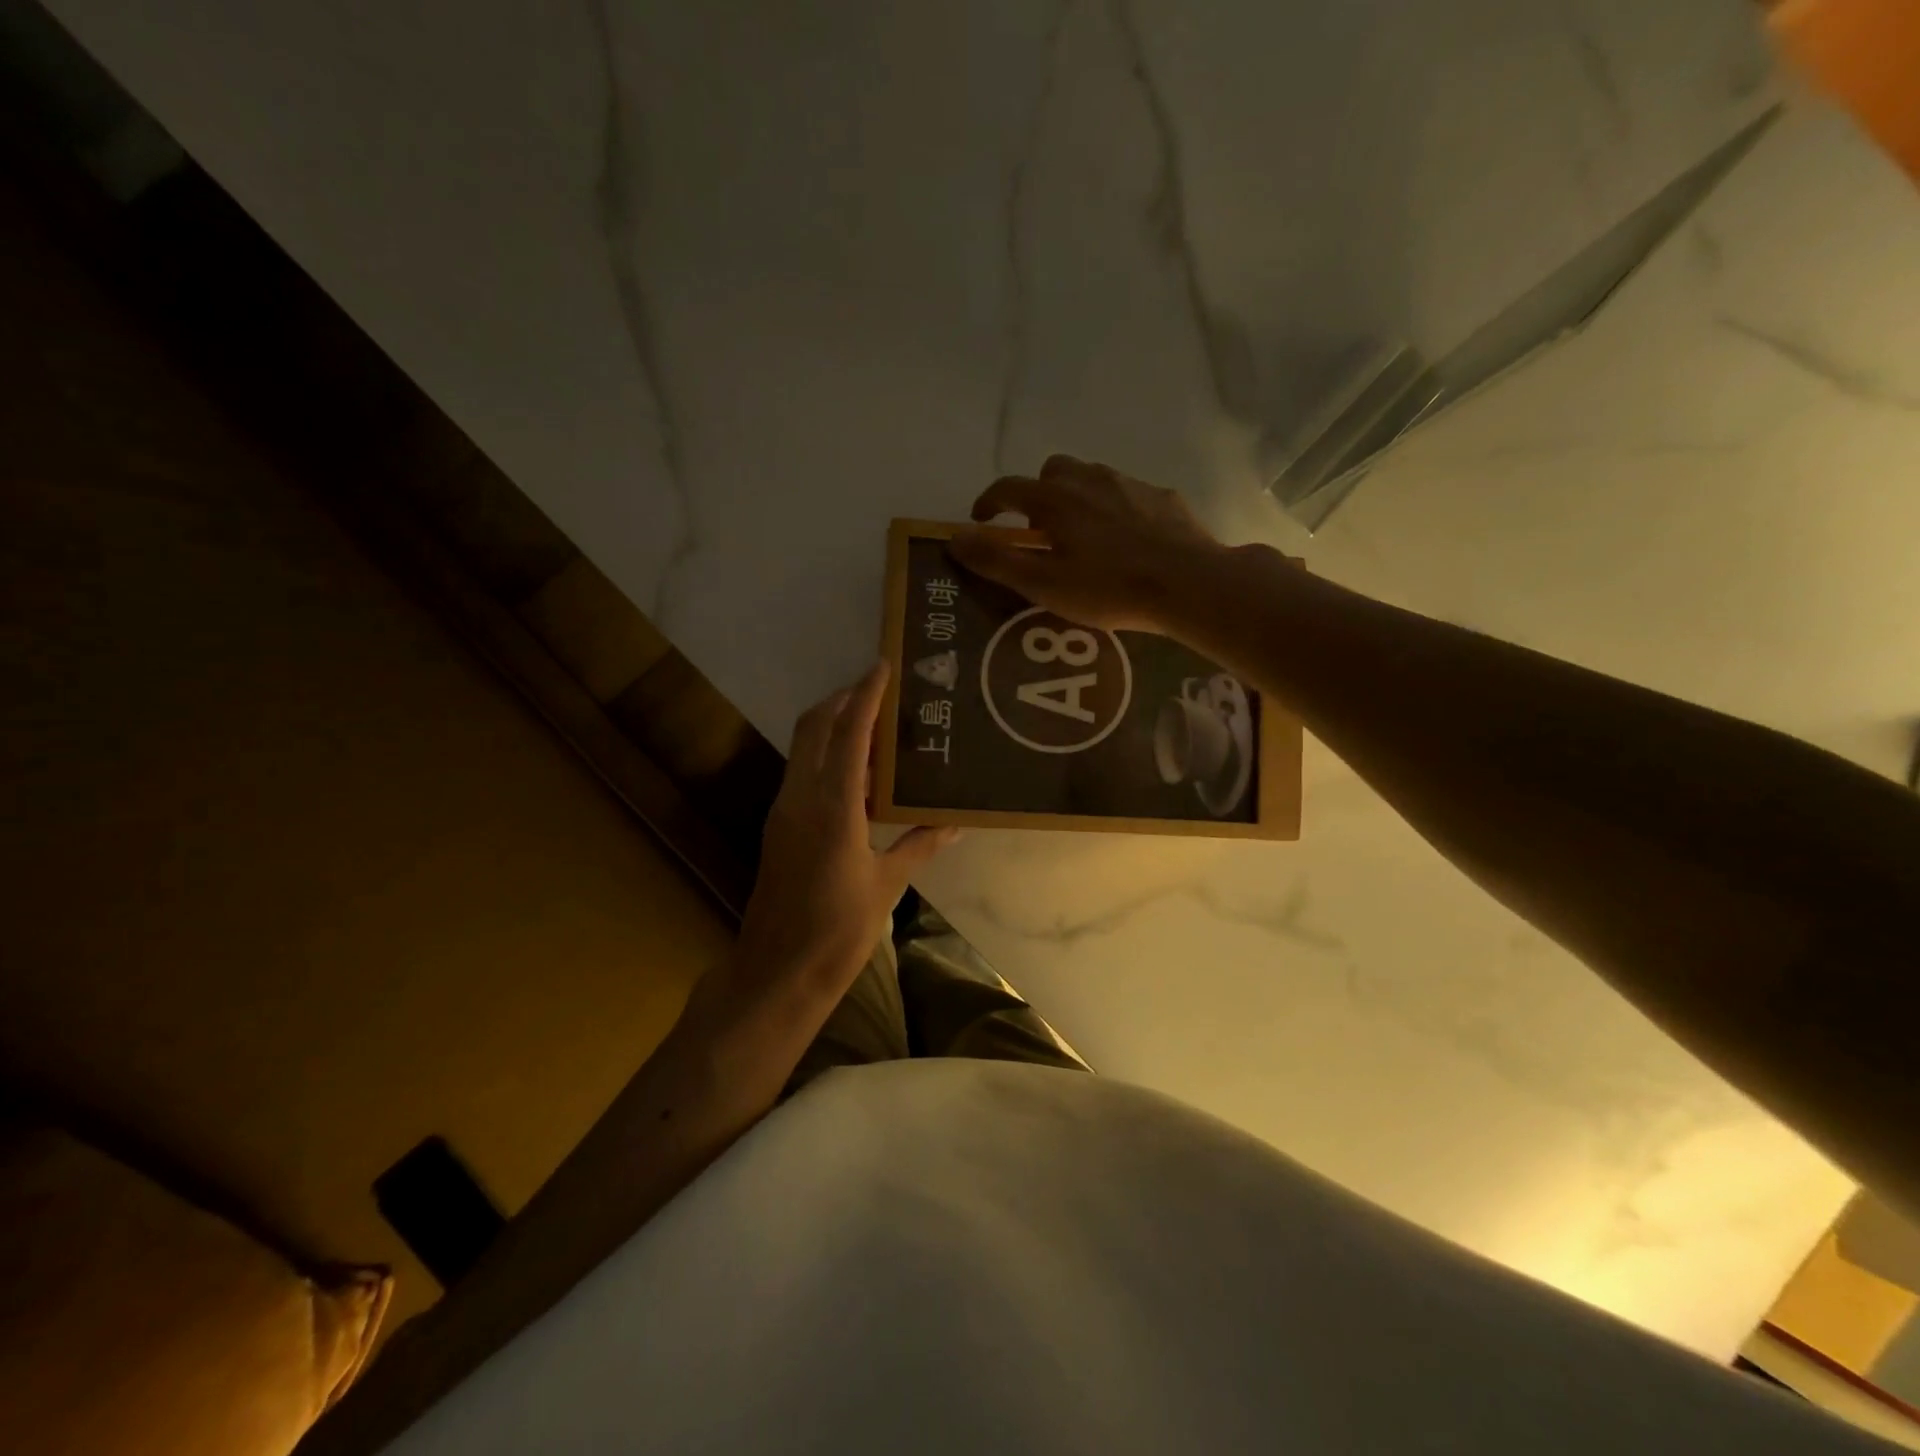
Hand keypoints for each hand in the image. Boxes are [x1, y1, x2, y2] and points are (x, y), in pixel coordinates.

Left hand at [733, 662, 956, 1006]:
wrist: (777, 972)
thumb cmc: (837, 931)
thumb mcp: (886, 886)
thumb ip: (920, 846)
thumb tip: (956, 822)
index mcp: (832, 808)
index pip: (848, 734)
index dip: (865, 696)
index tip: (882, 666)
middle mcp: (800, 798)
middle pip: (814, 727)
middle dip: (843, 700)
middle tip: (881, 692)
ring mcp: (784, 811)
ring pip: (805, 748)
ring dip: (834, 727)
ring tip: (878, 727)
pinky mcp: (780, 827)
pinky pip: (804, 773)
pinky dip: (828, 757)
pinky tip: (861, 775)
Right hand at [950, 454, 1229, 633]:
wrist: (1188, 583)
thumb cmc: (1109, 588)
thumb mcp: (1044, 584)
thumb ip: (997, 561)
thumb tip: (954, 539)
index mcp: (1055, 499)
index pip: (1007, 488)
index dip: (988, 503)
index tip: (981, 522)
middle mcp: (1089, 479)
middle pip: (1051, 472)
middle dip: (1036, 496)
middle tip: (1038, 532)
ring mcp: (1129, 484)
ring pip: (1090, 478)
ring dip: (1075, 499)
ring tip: (1080, 536)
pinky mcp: (1161, 497)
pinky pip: (1125, 494)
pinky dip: (1112, 509)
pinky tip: (1124, 540)